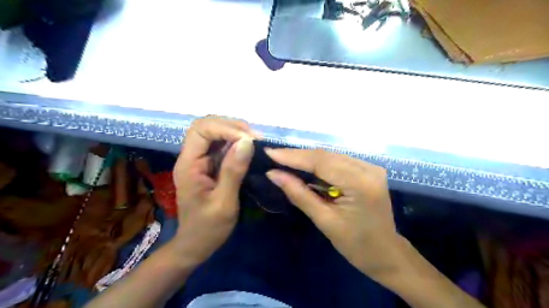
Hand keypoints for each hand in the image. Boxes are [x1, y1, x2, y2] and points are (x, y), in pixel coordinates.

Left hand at [172, 118, 256, 264]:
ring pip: (214, 133)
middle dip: (231, 126)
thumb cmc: (208, 228)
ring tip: (255, 141)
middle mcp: (191, 157)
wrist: (196, 245)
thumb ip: (233, 171)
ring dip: (235, 132)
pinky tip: (248, 148)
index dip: (225, 128)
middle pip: (206, 126)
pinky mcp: (208, 165)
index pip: (201, 130)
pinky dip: (236, 142)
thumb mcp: (224, 202)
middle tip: (255, 138)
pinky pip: (221, 145)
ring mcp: (199, 160)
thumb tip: (247, 142)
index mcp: (188, 165)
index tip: (249, 140)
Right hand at [264, 149, 408, 280]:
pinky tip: (304, 166)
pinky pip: (338, 161)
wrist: (386, 254)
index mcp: (360, 184)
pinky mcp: (368, 170)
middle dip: (297, 155)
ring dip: (307, 158)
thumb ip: (299, 194)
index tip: (270, 152)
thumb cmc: (356, 245)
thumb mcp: (324, 221)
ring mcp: (370, 167)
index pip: (321, 162)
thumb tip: (273, 174)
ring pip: (331, 156)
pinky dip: (319, 163)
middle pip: (326, 155)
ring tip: (284, 160)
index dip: (293, 156)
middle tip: (273, 156)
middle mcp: (368, 169)